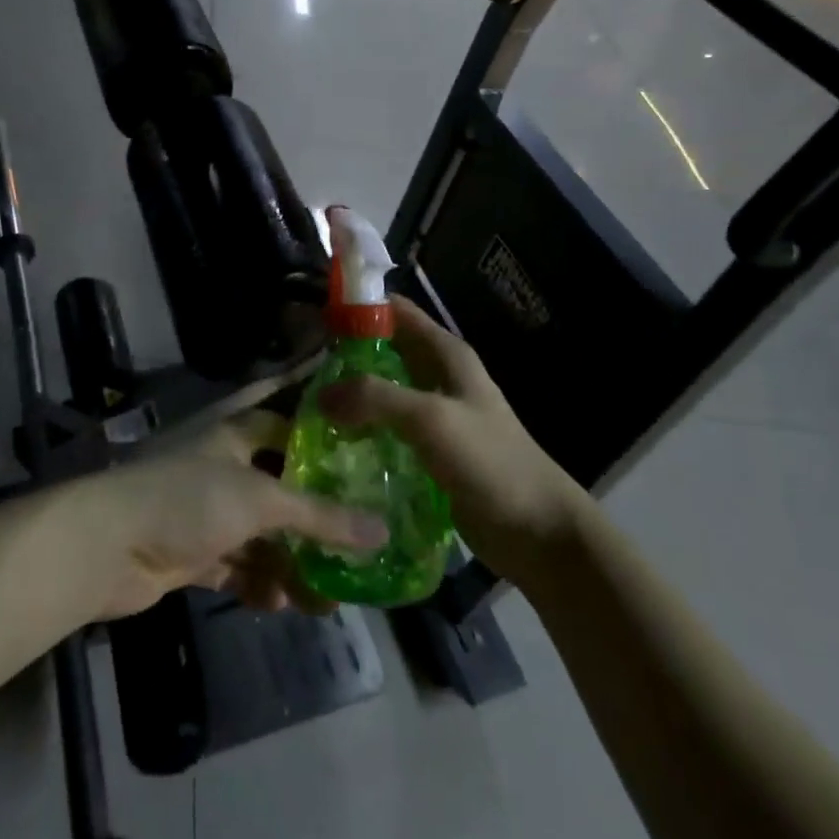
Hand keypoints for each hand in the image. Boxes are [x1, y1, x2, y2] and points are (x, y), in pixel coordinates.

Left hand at [73, 396, 385, 621]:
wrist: (105, 547)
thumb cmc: (187, 498)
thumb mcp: (260, 500)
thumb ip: (320, 515)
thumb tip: (381, 531)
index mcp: (234, 426)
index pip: (287, 410)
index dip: (322, 420)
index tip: (366, 434)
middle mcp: (222, 460)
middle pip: (280, 478)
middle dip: (316, 509)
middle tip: (363, 531)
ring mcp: (205, 506)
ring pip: (262, 528)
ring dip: (291, 558)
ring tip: (330, 593)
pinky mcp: (192, 548)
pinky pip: (238, 562)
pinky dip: (259, 580)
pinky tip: (284, 603)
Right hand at [319, 296, 587, 589]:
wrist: (538, 532)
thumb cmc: (490, 462)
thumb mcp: (430, 418)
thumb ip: (374, 397)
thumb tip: (321, 395)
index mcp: (446, 354)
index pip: (395, 311)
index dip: (357, 306)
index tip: (313, 315)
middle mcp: (439, 376)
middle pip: (385, 350)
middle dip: (345, 354)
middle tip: (299, 366)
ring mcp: (435, 415)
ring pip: (383, 392)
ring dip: (351, 395)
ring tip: (306, 405)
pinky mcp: (430, 452)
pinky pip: (387, 430)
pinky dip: (362, 429)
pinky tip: (333, 443)